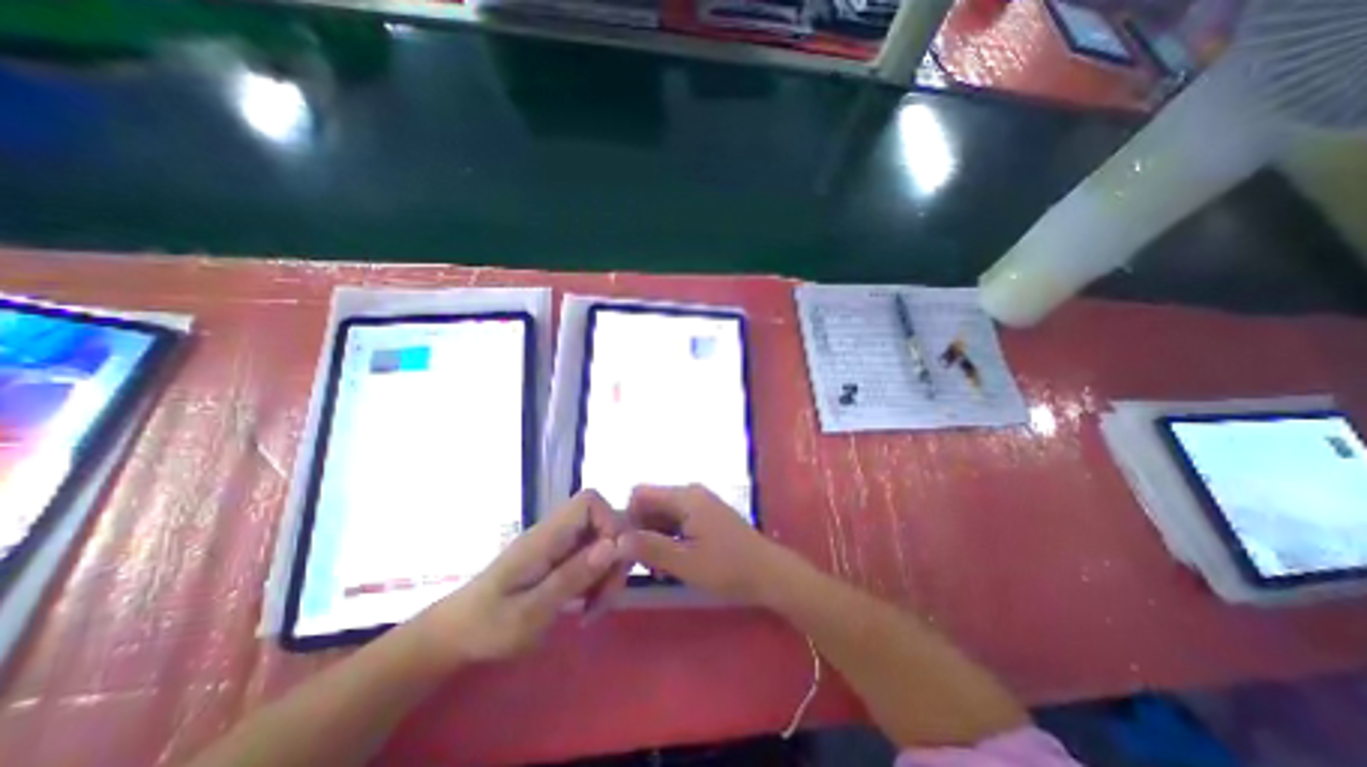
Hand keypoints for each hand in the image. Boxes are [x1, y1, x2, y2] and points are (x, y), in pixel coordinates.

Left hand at [410, 495, 630, 668]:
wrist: (456, 635)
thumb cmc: (487, 626)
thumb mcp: (529, 613)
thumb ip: (571, 577)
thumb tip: (614, 545)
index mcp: (546, 536)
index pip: (589, 502)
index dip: (611, 524)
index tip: (611, 563)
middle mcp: (557, 532)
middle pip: (604, 522)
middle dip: (615, 558)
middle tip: (604, 598)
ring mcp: (560, 544)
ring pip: (604, 541)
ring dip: (609, 573)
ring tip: (593, 609)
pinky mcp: (562, 558)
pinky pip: (594, 557)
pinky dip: (599, 580)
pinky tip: (587, 606)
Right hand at [617, 485, 791, 605]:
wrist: (769, 573)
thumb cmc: (728, 568)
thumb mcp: (685, 563)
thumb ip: (650, 549)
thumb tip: (616, 540)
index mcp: (685, 497)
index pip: (640, 494)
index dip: (628, 518)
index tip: (628, 548)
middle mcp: (691, 493)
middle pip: (651, 504)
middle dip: (641, 531)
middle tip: (642, 564)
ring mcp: (700, 503)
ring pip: (663, 514)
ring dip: (655, 538)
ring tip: (658, 569)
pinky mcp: (707, 515)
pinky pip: (678, 520)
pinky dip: (670, 538)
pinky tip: (673, 562)